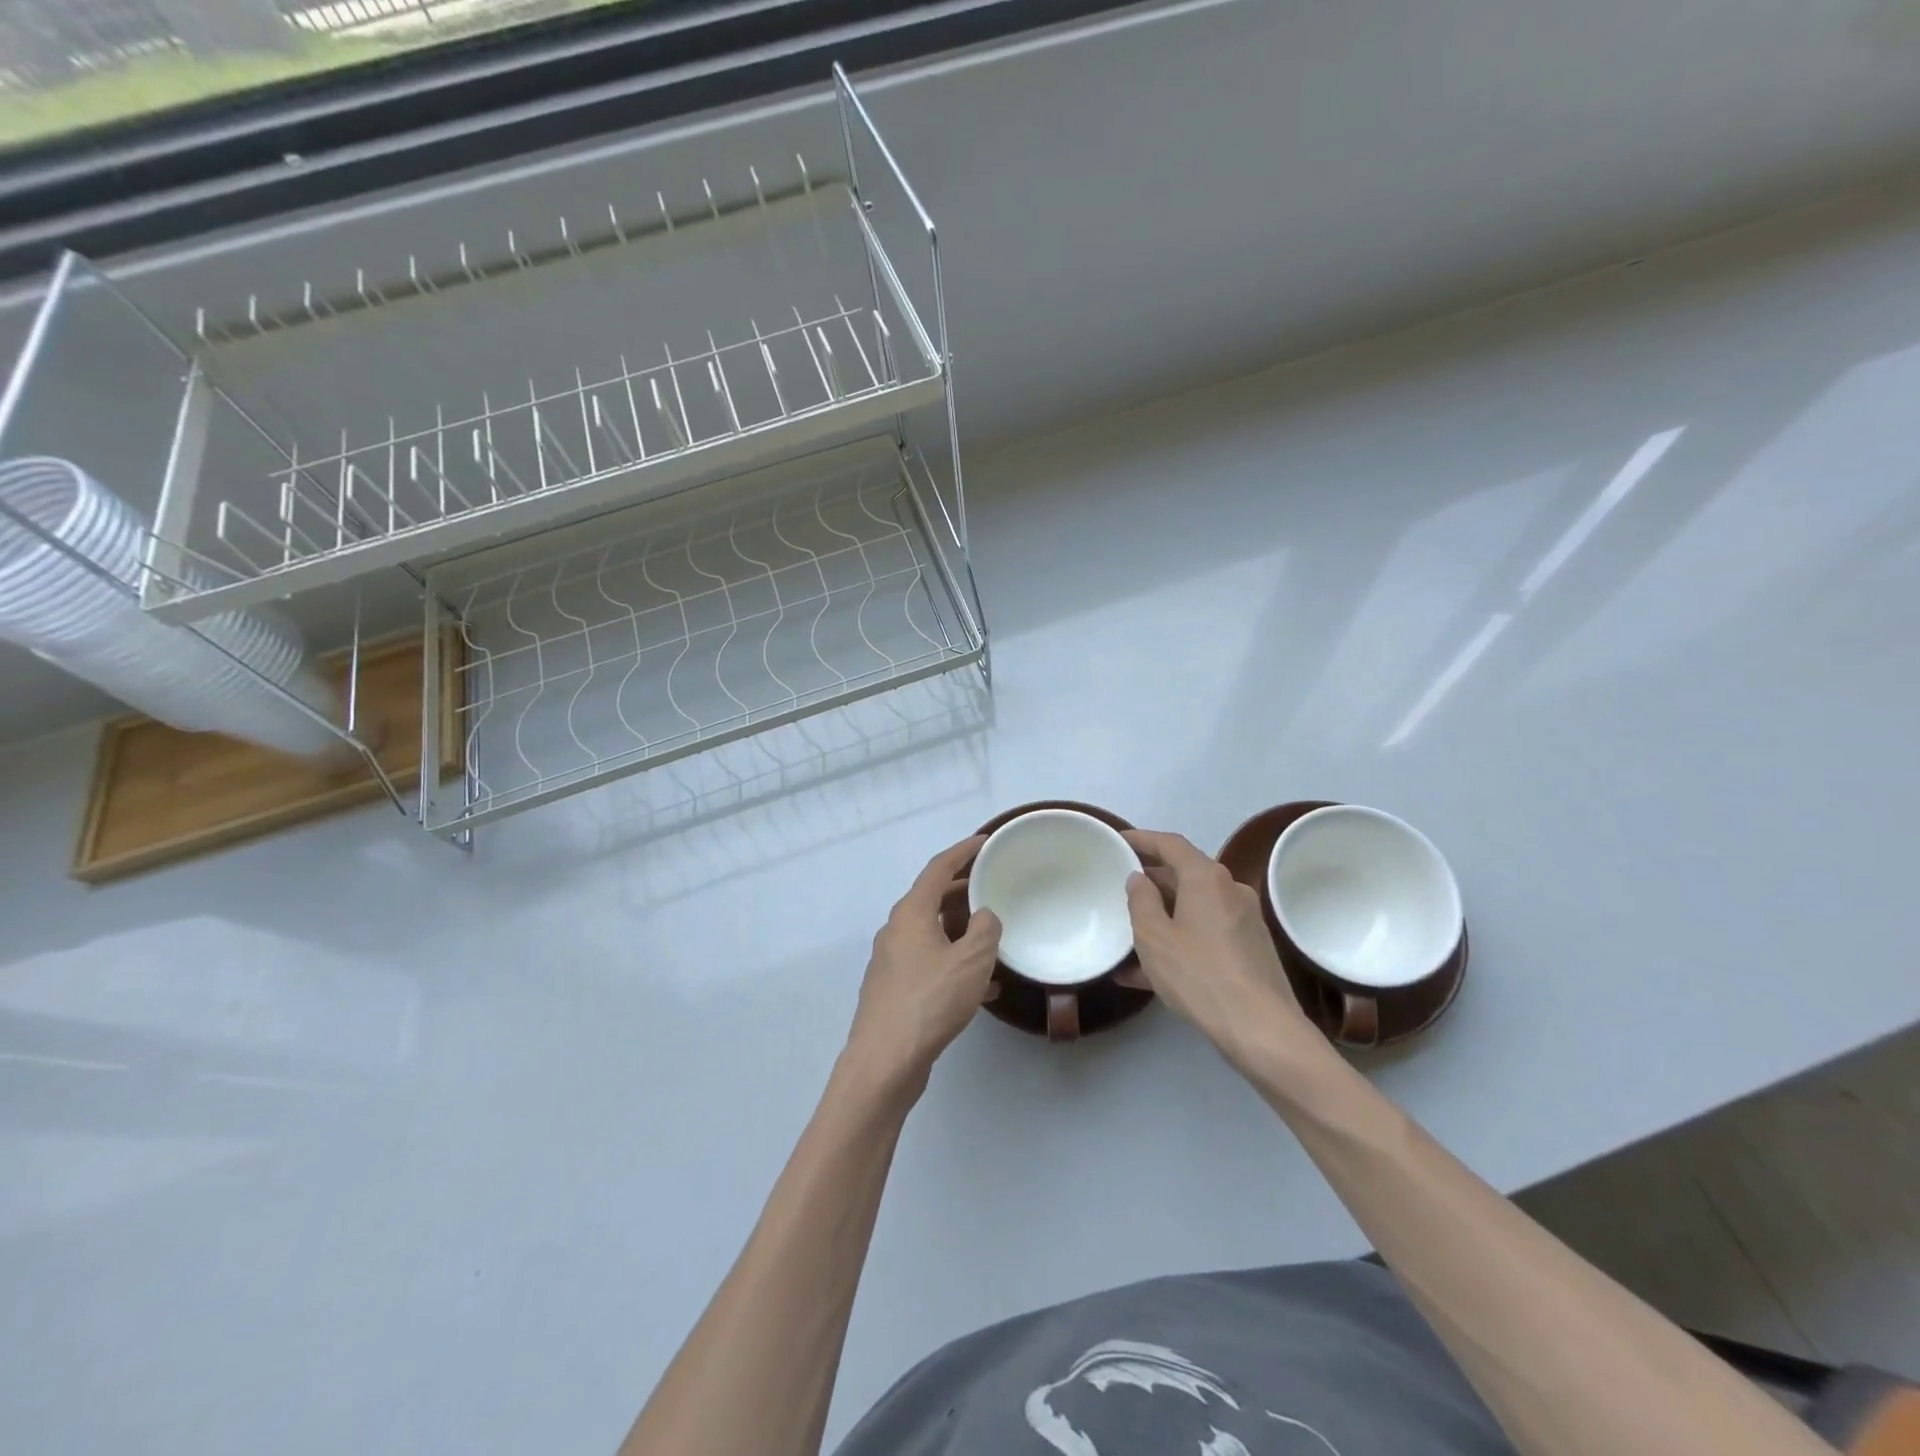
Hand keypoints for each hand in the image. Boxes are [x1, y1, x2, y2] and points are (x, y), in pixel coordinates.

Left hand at [844, 836, 1001, 1095]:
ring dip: (961, 930)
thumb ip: (986, 929)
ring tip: (993, 935)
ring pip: (932, 933)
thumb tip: (984, 916)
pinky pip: (930, 964)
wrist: (885, 1061)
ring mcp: (892, 962)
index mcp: (911, 913)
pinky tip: (984, 987)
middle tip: (993, 885)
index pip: (938, 868)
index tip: (985, 841)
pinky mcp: (895, 991)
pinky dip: (955, 963)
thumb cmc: (929, 1001)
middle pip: (932, 899)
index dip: (962, 851)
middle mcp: (896, 931)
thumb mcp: (971, 960)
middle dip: (963, 890)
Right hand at [1121, 829, 1320, 1074]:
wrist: (1261, 1028)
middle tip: (1120, 888)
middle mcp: (1230, 890)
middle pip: (1185, 874)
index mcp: (1206, 877)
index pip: (1170, 843)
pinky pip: (1206, 934)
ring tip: (1129, 935)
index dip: (1142, 839)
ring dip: (1163, 917)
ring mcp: (1244, 920)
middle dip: (1151, 881)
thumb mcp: (1154, 937)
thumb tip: (1139, 878)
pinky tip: (1149, 972)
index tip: (1118, 840)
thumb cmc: (1199, 974)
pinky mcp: (1251, 949)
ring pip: (1194, 908)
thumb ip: (1141, 901)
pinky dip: (1180, 940)